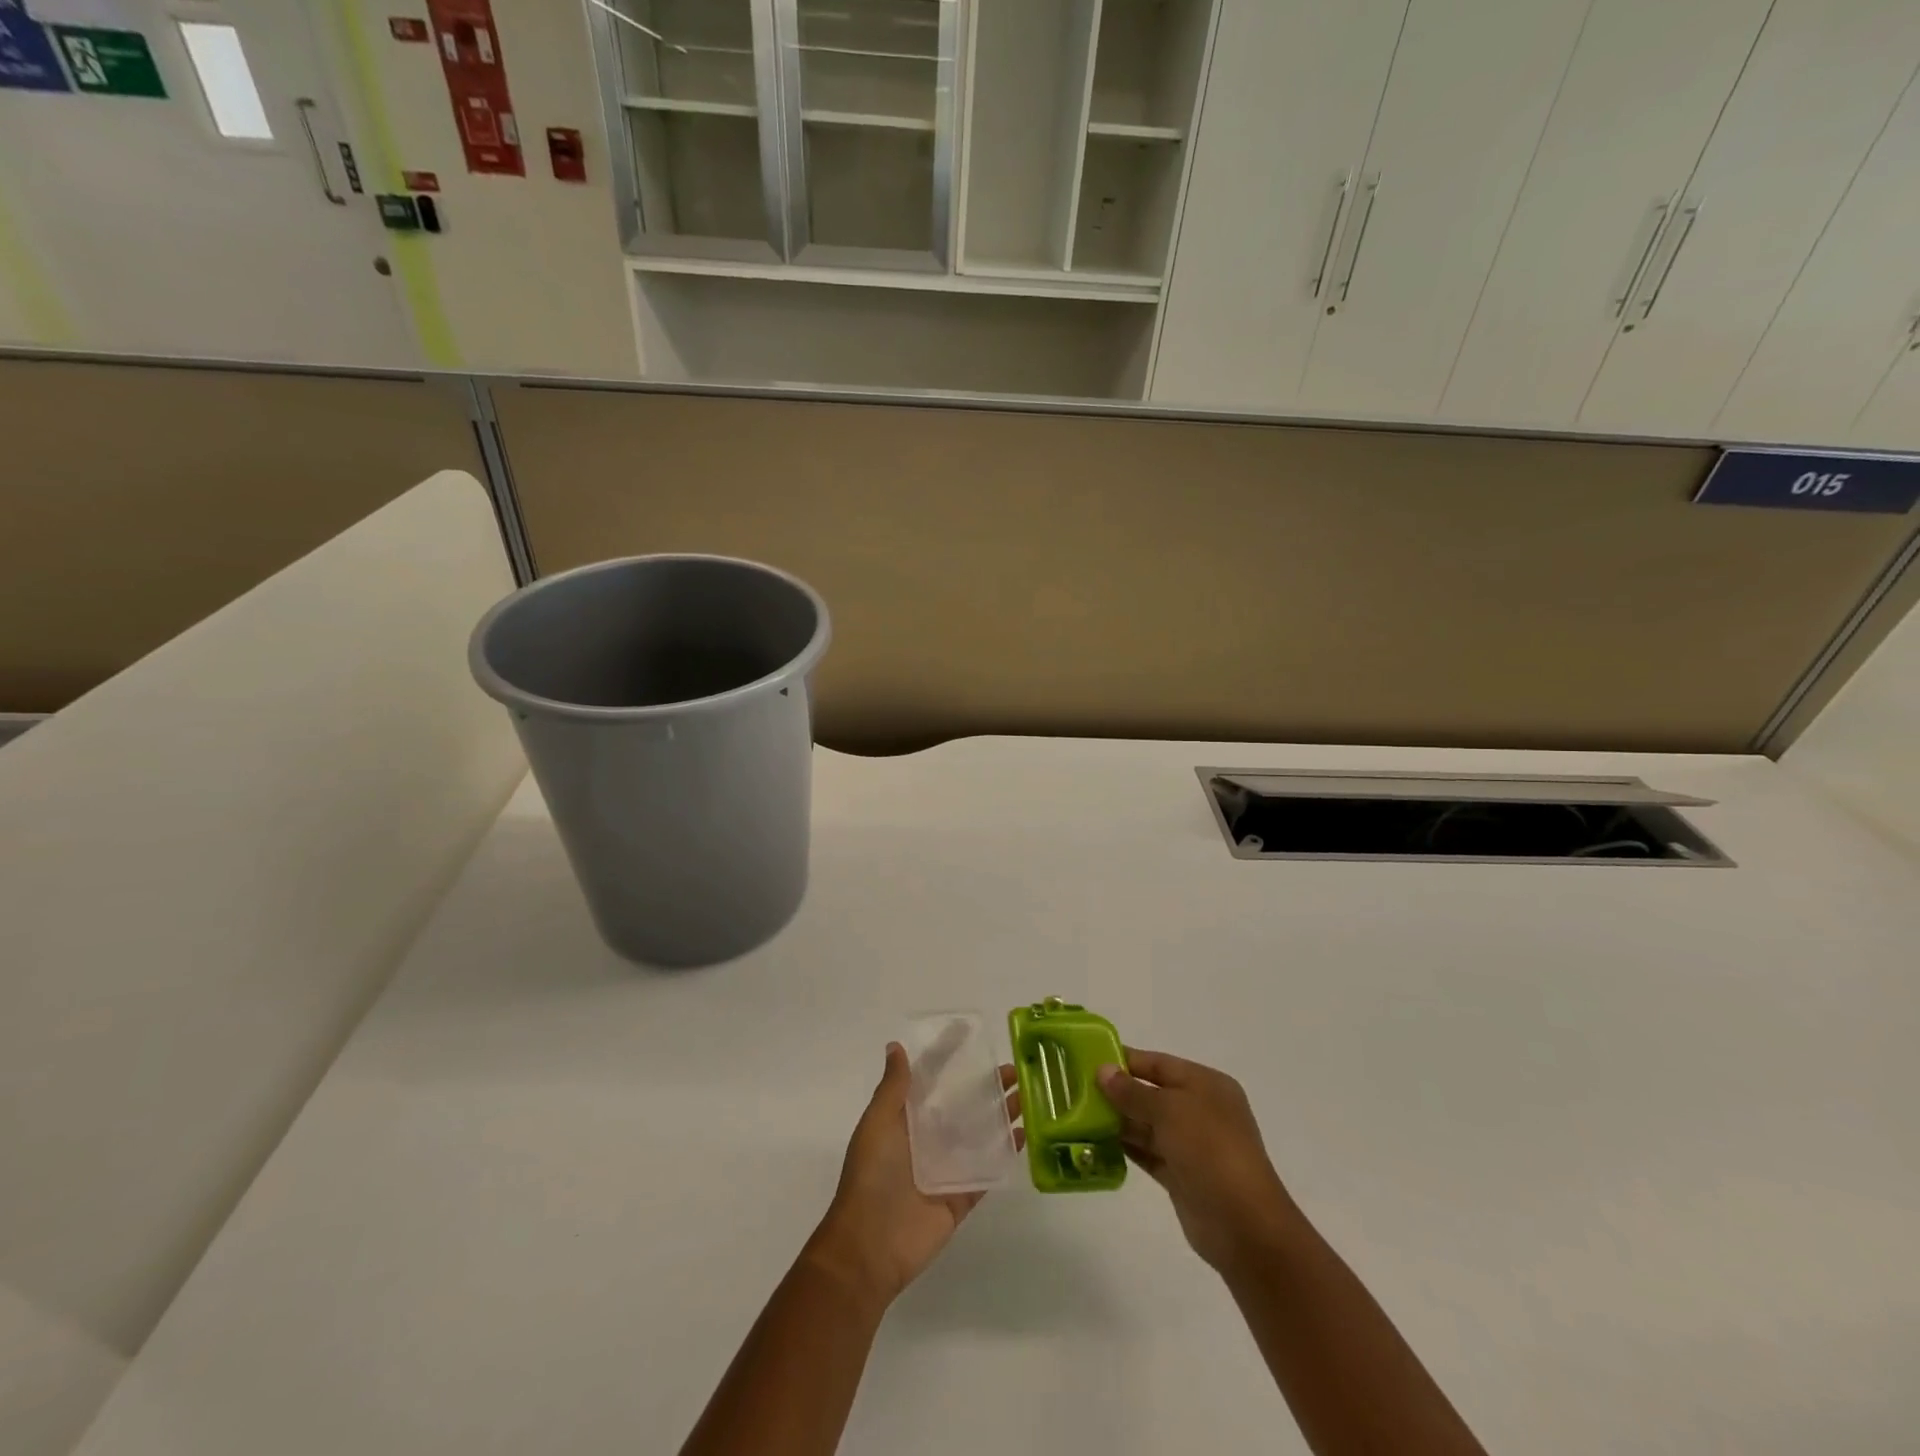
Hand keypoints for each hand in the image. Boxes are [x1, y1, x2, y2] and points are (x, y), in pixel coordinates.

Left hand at [806, 1043, 1020, 1308]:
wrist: (870, 1246)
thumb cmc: (872, 1175)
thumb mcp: (878, 1122)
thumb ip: (893, 1087)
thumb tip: (896, 1046)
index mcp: (906, 1118)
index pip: (930, 1079)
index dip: (948, 1055)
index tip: (969, 1032)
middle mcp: (928, 1139)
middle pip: (963, 1105)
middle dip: (986, 1086)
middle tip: (1014, 1069)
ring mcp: (947, 1167)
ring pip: (980, 1134)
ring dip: (1002, 1114)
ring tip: (1028, 1094)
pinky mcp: (963, 1196)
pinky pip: (988, 1170)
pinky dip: (1006, 1152)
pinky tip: (1025, 1134)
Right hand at [1098, 1048, 1299, 1274]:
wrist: (1244, 1225)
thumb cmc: (1210, 1150)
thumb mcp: (1169, 1110)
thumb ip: (1133, 1091)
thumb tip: (1102, 1070)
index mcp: (1205, 1084)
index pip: (1158, 1063)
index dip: (1125, 1060)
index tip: (1088, 1060)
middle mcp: (1200, 1110)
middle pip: (1151, 1093)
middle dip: (1117, 1092)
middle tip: (1076, 1089)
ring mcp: (1191, 1145)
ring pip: (1147, 1125)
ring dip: (1117, 1121)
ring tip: (1078, 1115)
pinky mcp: (1181, 1175)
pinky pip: (1148, 1152)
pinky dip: (1125, 1147)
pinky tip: (1095, 1143)